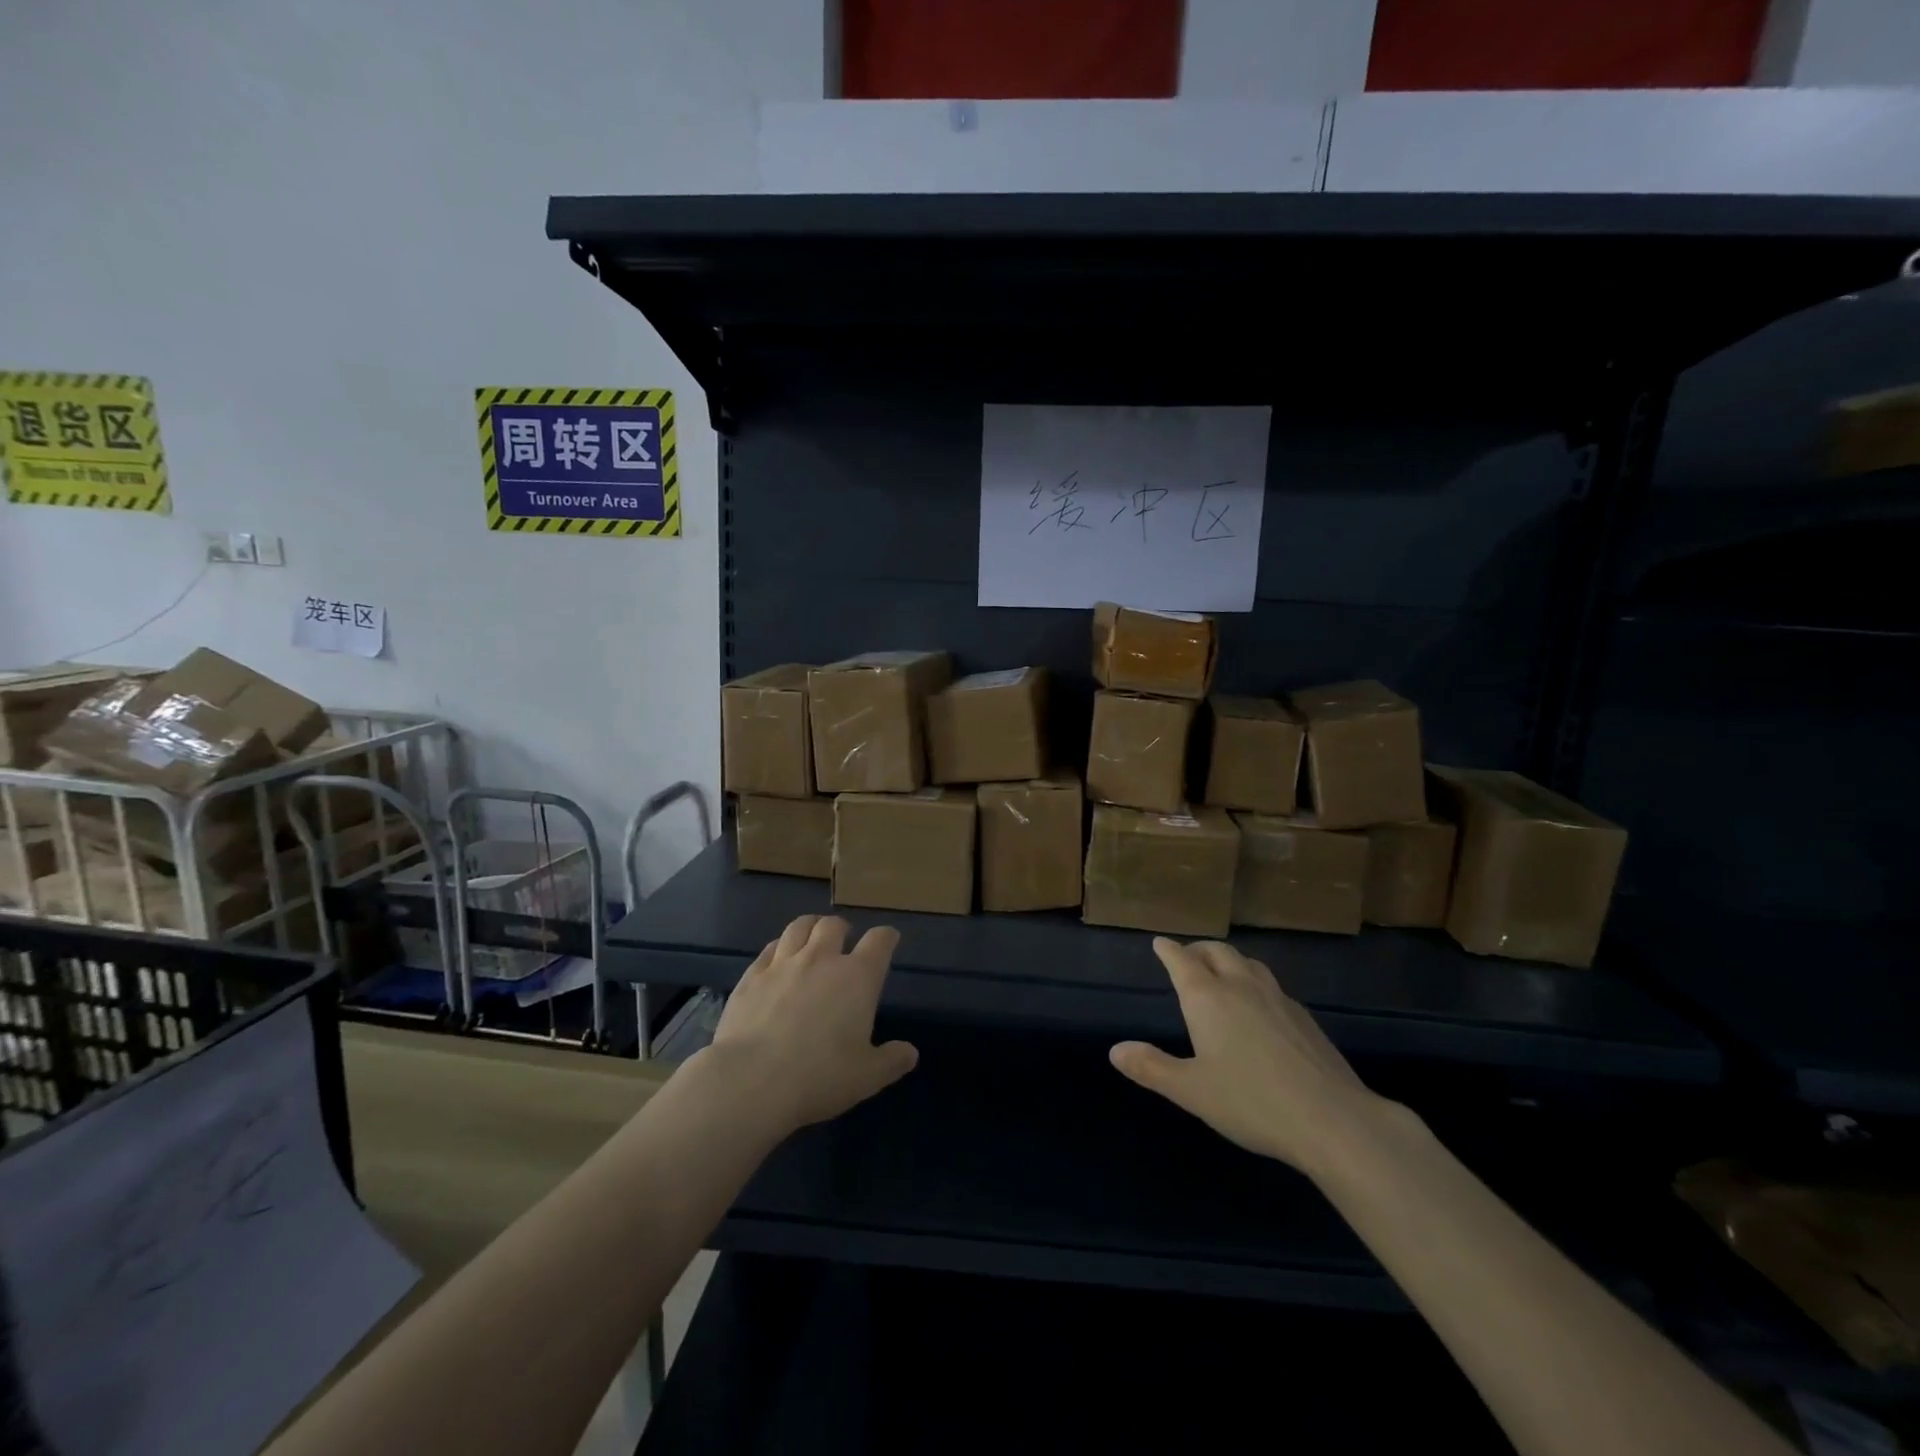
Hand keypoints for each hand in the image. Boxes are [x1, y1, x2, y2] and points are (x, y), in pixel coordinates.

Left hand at [700, 914, 917, 1135]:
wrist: (752, 1081)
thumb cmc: (819, 1077)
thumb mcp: (867, 1077)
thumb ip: (891, 1061)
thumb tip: (910, 1053)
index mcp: (857, 978)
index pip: (879, 941)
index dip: (886, 937)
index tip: (888, 940)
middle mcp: (822, 959)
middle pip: (834, 925)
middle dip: (843, 928)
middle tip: (844, 940)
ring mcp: (783, 964)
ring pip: (799, 927)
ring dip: (810, 927)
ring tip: (812, 936)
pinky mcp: (752, 976)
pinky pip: (769, 948)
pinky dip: (779, 947)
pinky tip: (778, 957)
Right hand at [1110, 938, 1390, 1175]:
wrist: (1332, 1120)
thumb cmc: (1251, 1102)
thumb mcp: (1191, 1091)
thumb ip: (1152, 1068)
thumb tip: (1115, 1050)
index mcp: (1208, 998)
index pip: (1182, 960)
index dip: (1168, 950)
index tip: (1160, 942)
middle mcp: (1241, 987)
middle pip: (1217, 952)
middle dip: (1198, 950)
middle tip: (1187, 957)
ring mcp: (1277, 999)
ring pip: (1248, 963)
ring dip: (1229, 961)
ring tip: (1222, 972)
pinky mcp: (1304, 1017)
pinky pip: (1271, 985)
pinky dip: (1255, 982)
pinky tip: (1259, 1007)